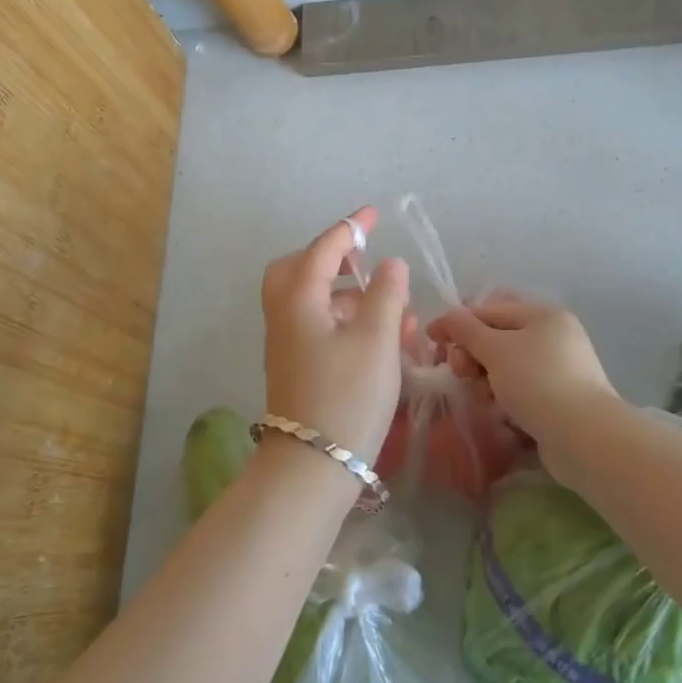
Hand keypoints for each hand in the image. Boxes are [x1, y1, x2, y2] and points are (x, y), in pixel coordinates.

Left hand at [260, 207, 409, 465]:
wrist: (311, 468)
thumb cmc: (346, 396)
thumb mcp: (376, 340)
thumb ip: (386, 295)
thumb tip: (390, 265)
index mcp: (299, 299)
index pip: (324, 248)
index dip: (351, 228)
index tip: (374, 214)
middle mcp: (285, 316)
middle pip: (298, 271)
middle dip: (331, 260)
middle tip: (363, 264)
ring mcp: (287, 344)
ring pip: (313, 302)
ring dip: (350, 298)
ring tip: (396, 315)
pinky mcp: (296, 369)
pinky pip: (319, 329)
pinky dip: (347, 324)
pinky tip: (383, 342)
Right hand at [428, 299, 619, 456]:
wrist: (584, 437)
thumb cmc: (536, 381)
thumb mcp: (495, 349)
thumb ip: (465, 329)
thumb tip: (447, 318)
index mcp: (542, 315)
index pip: (489, 310)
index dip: (457, 323)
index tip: (431, 341)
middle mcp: (554, 337)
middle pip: (497, 339)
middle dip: (472, 355)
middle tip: (461, 374)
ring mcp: (559, 370)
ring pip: (506, 368)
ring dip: (486, 381)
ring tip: (483, 398)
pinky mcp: (559, 401)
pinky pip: (521, 391)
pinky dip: (505, 399)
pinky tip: (499, 414)